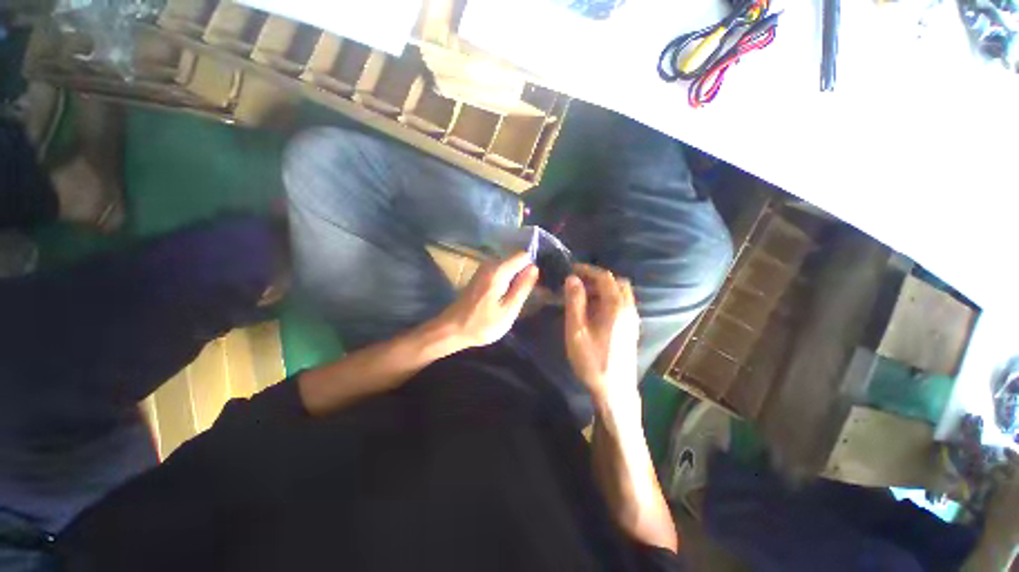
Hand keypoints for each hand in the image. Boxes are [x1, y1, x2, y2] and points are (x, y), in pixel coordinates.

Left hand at [438, 252, 538, 349]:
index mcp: (498, 270)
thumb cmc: (482, 324)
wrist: (452, 329)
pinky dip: (506, 282)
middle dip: (524, 275)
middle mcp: (490, 264)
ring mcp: (483, 269)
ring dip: (515, 280)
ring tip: (515, 299)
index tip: (535, 285)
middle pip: (516, 260)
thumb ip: (522, 288)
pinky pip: (500, 272)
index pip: (523, 255)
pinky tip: (504, 298)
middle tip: (525, 297)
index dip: (532, 268)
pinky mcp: (480, 276)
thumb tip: (535, 267)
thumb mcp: (508, 310)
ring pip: (509, 267)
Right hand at [564, 264, 639, 403]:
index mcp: (616, 306)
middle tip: (577, 283)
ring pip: (620, 294)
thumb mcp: (576, 330)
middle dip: (597, 278)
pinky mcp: (631, 328)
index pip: (605, 277)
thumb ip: (575, 302)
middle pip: (616, 283)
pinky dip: (608, 300)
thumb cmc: (592, 360)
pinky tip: (593, 311)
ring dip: (603, 289)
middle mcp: (629, 309)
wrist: (615, 390)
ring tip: (582, 296)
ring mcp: (633, 319)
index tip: (571, 269)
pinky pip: (622, 305)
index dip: (587, 270)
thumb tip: (572, 279)